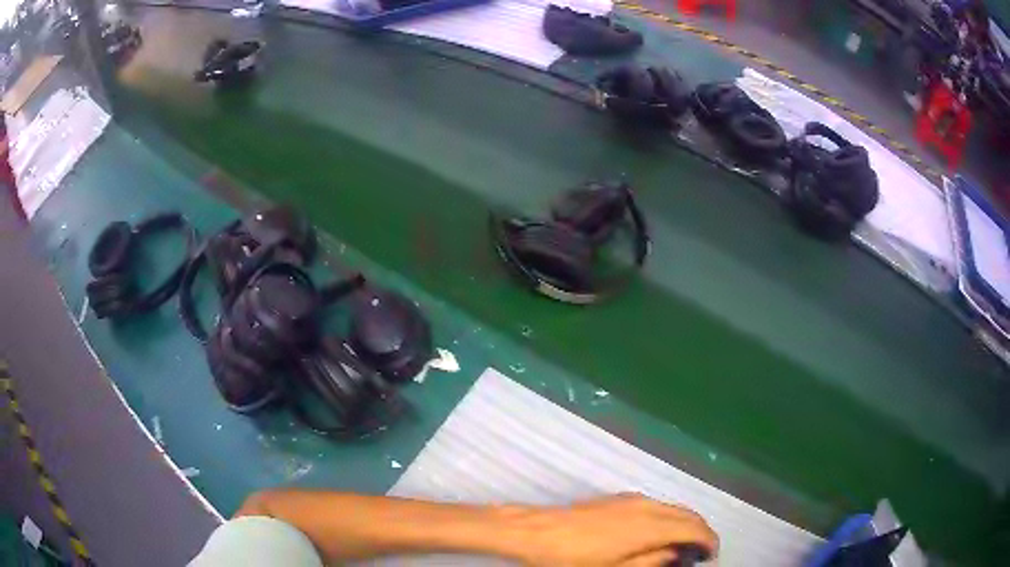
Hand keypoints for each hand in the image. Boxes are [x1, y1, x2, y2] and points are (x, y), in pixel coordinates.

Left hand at [507, 493, 718, 566]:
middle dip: (700, 531)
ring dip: (684, 523)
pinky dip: (668, 517)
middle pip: (687, 513)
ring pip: (673, 507)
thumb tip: (676, 554)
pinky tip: (659, 533)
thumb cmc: (573, 558)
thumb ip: (650, 561)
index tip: (711, 556)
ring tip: (682, 546)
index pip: (692, 527)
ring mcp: (631, 499)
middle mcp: (646, 505)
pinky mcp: (618, 498)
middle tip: (701, 553)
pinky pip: (657, 504)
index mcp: (648, 525)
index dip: (708, 540)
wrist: (536, 531)